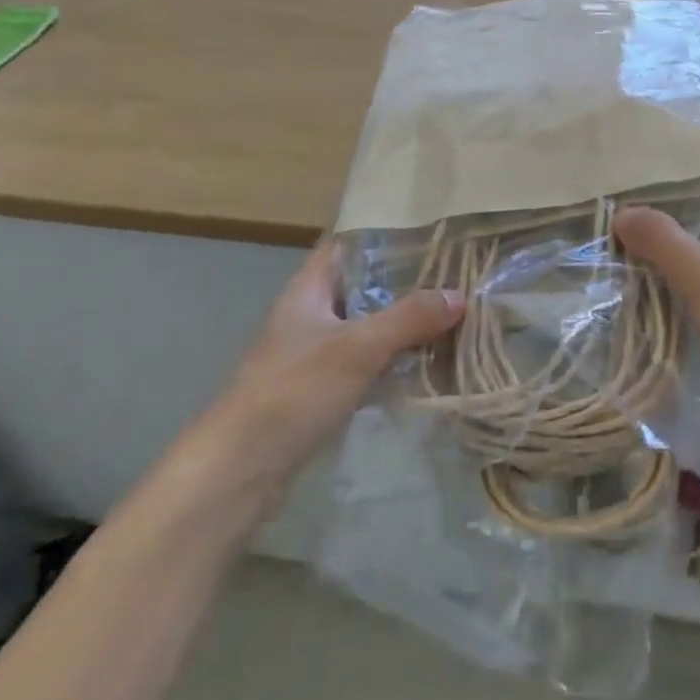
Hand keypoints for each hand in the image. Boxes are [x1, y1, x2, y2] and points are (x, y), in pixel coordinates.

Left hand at [218, 240, 463, 474]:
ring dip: (402, 319)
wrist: (240, 469)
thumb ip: (410, 318)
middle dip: (406, 278)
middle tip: (456, 272)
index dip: (387, 231)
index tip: (431, 230)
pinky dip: (392, 355)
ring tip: (451, 311)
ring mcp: (313, 350)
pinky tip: (426, 359)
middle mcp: (310, 311)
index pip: (349, 241)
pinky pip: (365, 358)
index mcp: (309, 286)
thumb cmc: (295, 391)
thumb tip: (459, 296)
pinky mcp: (319, 386)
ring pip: (367, 322)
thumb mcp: (359, 348)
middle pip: (364, 282)